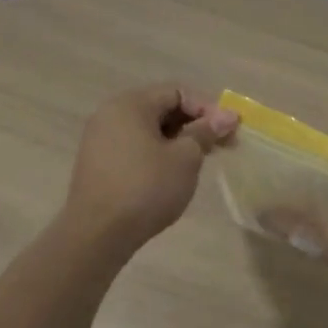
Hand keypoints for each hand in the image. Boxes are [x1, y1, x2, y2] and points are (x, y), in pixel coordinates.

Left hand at [60, 85, 237, 250]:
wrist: (97, 235)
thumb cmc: (146, 188)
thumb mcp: (185, 158)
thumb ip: (206, 132)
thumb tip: (227, 116)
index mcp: (130, 104)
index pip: (178, 92)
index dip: (208, 109)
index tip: (230, 130)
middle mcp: (111, 114)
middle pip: (162, 108)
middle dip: (195, 124)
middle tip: (221, 145)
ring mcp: (100, 139)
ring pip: (150, 129)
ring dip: (179, 140)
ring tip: (201, 161)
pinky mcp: (98, 163)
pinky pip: (136, 146)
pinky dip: (159, 152)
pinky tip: (174, 173)